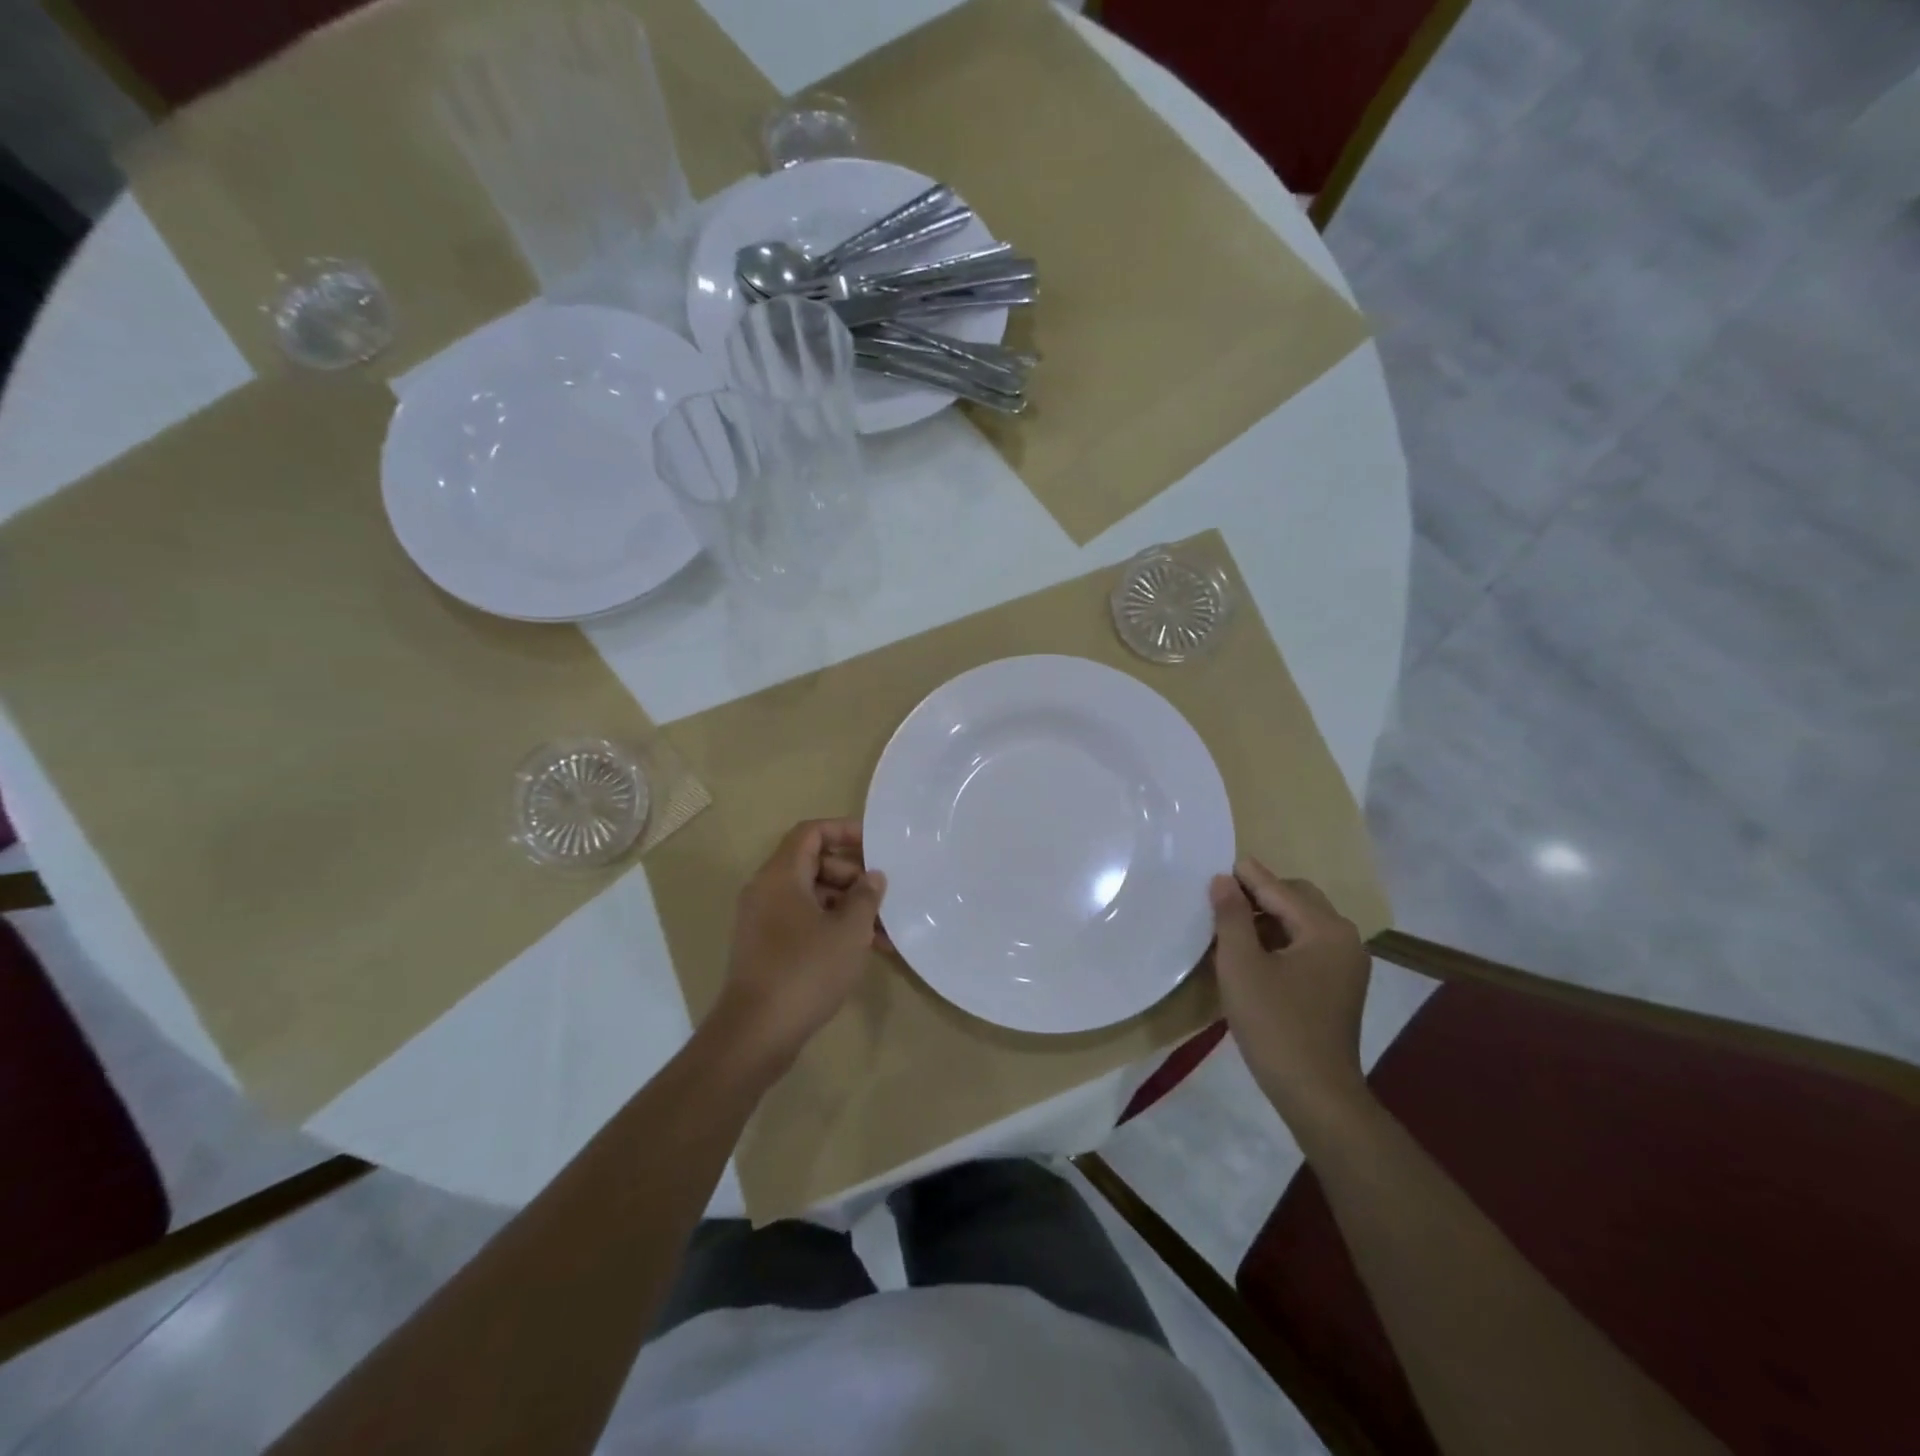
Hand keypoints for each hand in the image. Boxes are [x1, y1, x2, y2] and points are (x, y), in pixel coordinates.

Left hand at [708, 819, 886, 1075]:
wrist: (756, 1033)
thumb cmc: (806, 971)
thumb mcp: (848, 931)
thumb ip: (865, 897)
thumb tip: (872, 877)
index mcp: (781, 876)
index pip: (811, 832)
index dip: (844, 831)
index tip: (876, 846)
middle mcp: (767, 891)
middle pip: (813, 864)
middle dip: (852, 876)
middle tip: (882, 897)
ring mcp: (763, 921)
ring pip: (812, 897)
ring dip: (847, 907)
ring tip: (884, 932)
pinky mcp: (767, 948)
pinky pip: (803, 922)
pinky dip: (832, 928)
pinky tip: (863, 951)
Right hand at [1211, 859, 1371, 1134]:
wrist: (1315, 1093)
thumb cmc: (1274, 1024)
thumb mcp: (1241, 965)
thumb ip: (1231, 916)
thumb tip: (1224, 880)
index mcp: (1326, 929)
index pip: (1279, 889)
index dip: (1246, 876)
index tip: (1217, 864)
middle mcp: (1345, 938)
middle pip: (1297, 899)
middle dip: (1260, 895)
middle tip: (1221, 899)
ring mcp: (1347, 964)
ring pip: (1303, 923)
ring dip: (1269, 918)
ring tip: (1232, 925)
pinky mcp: (1340, 986)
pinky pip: (1308, 945)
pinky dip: (1281, 940)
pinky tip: (1254, 953)